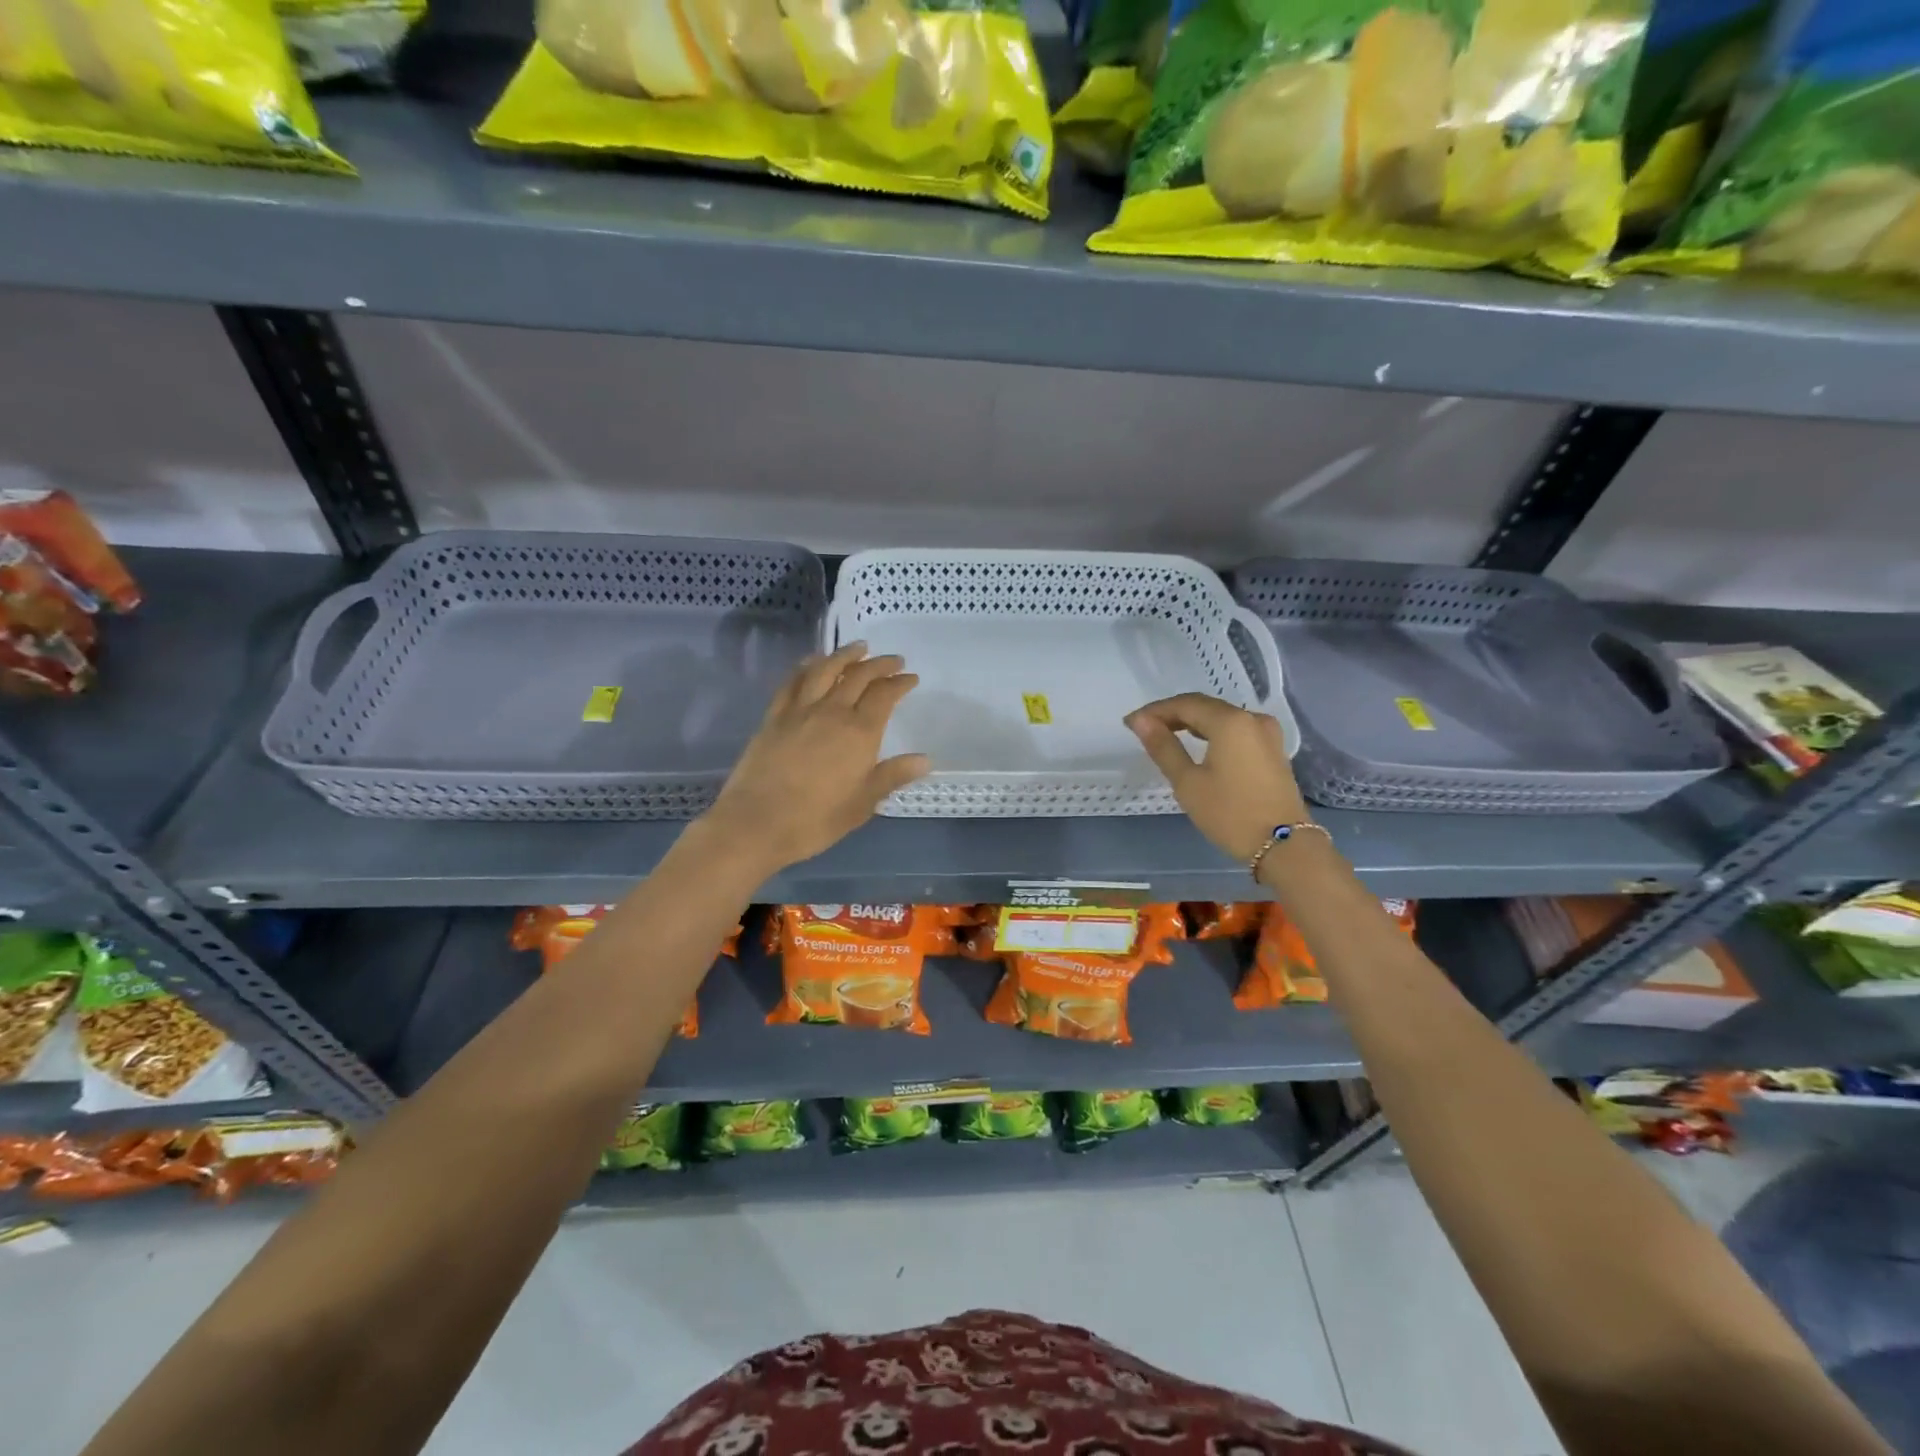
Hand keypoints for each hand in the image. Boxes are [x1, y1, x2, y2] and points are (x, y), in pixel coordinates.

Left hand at [700, 643, 928, 872]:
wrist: (756, 823)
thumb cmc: (816, 819)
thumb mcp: (863, 803)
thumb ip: (892, 775)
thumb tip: (924, 759)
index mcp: (860, 732)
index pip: (885, 695)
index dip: (900, 683)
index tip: (911, 678)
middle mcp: (832, 711)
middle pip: (859, 676)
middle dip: (879, 664)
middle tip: (893, 660)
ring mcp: (800, 710)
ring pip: (825, 669)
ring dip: (844, 654)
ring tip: (858, 647)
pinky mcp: (774, 716)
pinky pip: (792, 681)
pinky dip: (807, 666)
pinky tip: (813, 662)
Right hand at [1126, 693, 1309, 861]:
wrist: (1284, 846)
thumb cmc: (1230, 814)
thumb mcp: (1188, 782)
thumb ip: (1163, 747)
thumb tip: (1140, 721)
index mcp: (1230, 721)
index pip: (1184, 704)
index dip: (1155, 711)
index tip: (1130, 724)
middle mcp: (1251, 718)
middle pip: (1204, 706)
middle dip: (1172, 714)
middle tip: (1144, 729)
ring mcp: (1266, 733)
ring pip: (1221, 717)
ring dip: (1192, 722)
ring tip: (1166, 736)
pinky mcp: (1272, 749)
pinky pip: (1235, 730)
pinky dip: (1212, 733)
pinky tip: (1198, 745)